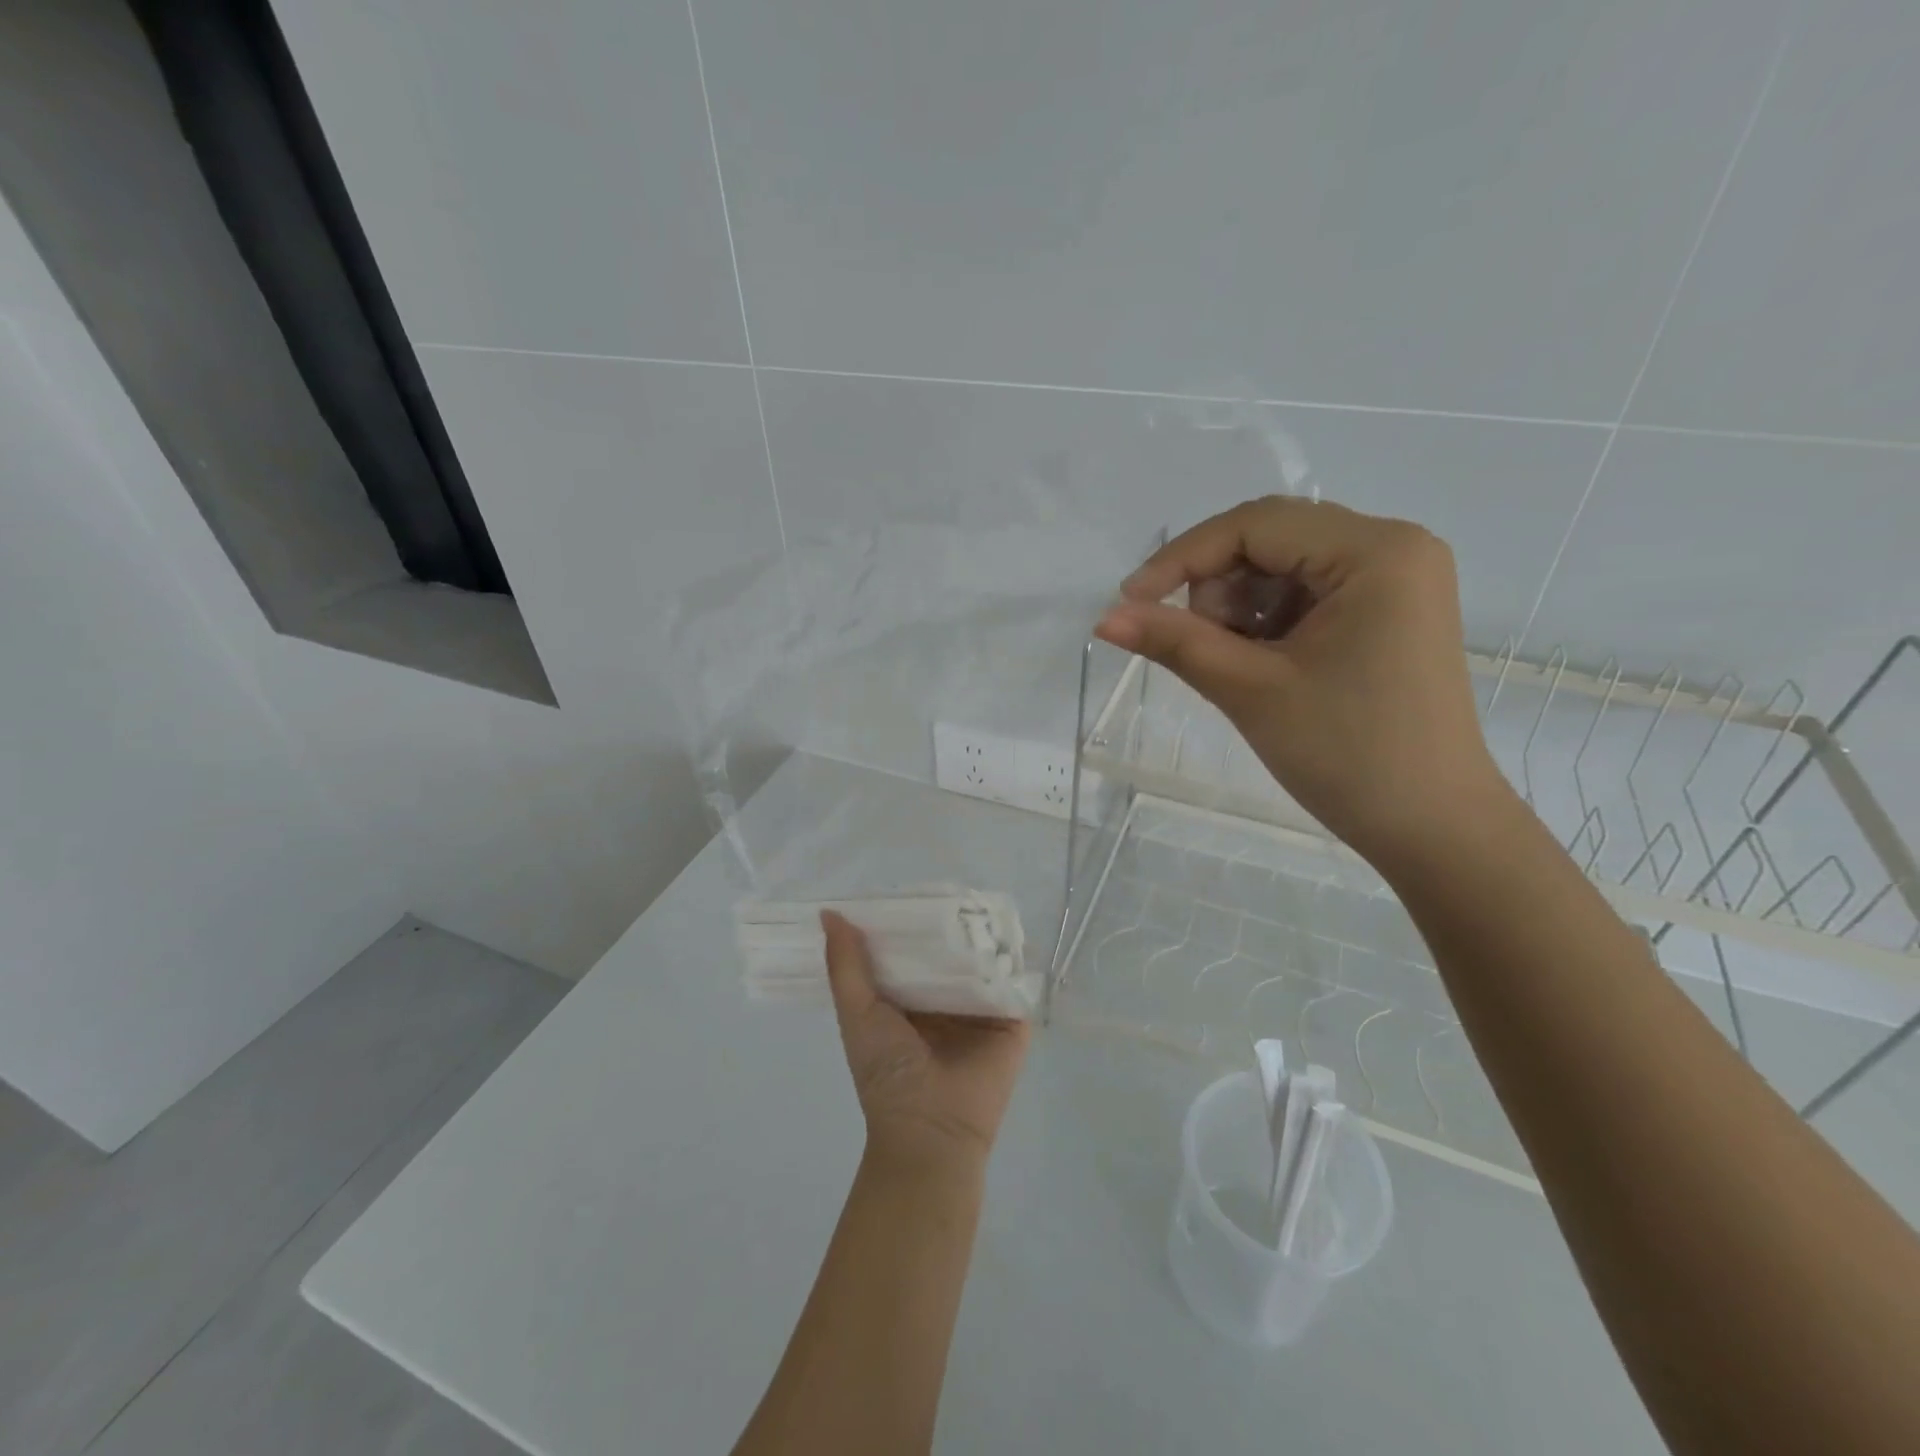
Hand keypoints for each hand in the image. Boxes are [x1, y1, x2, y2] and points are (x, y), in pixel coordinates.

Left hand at [822, 912, 1030, 1172]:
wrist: (932, 1131)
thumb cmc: (887, 1073)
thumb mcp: (858, 1013)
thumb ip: (845, 965)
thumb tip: (829, 913)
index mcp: (909, 1000)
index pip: (911, 950)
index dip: (907, 921)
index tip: (908, 887)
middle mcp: (945, 1000)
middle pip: (949, 951)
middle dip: (948, 922)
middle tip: (950, 883)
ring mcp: (980, 1010)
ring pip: (982, 961)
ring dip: (982, 935)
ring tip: (980, 897)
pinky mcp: (1012, 1021)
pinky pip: (1012, 982)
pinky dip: (1011, 958)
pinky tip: (1009, 928)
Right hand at [1096, 497, 1505, 868]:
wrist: (1432, 828)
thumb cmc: (1347, 755)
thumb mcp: (1251, 690)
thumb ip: (1174, 642)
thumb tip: (1105, 618)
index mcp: (1376, 552)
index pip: (1255, 524)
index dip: (1183, 558)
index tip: (1130, 600)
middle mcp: (1395, 547)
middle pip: (1271, 539)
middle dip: (1218, 587)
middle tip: (1199, 646)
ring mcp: (1396, 580)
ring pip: (1283, 567)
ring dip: (1241, 608)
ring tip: (1239, 667)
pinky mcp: (1389, 612)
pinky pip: (1307, 594)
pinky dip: (1269, 623)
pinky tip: (1265, 667)